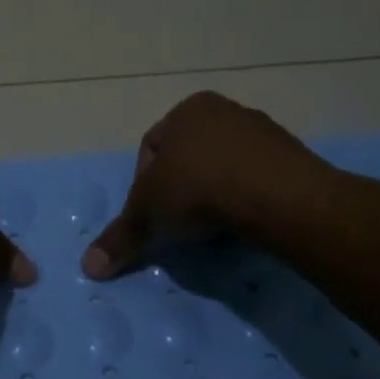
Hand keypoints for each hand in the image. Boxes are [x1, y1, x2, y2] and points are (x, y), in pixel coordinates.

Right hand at [82, 92, 325, 279]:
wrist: (277, 196)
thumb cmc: (199, 191)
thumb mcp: (148, 216)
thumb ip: (119, 238)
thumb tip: (88, 268)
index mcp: (186, 111)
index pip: (151, 150)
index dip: (143, 186)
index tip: (152, 215)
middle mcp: (224, 110)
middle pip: (189, 156)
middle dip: (181, 188)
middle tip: (180, 222)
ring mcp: (261, 130)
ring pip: (223, 166)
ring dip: (214, 193)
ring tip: (212, 225)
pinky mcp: (291, 155)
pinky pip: (256, 177)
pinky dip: (245, 197)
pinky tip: (242, 221)